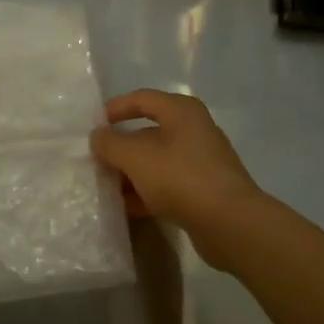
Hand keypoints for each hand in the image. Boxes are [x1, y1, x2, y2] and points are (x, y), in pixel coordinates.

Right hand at [90, 90, 263, 264]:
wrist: (230, 224)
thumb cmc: (181, 178)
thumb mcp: (136, 157)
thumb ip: (111, 144)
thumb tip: (98, 136)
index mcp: (182, 112)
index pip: (142, 99)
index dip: (116, 108)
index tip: (93, 125)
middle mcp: (194, 131)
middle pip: (148, 132)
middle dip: (121, 147)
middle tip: (96, 160)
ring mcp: (201, 162)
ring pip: (157, 161)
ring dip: (131, 173)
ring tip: (106, 186)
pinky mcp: (204, 191)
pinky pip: (167, 185)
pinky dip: (146, 192)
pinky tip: (126, 207)